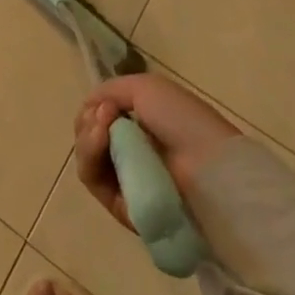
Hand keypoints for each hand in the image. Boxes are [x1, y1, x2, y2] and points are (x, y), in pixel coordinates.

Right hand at [74, 73, 239, 230]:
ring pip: (86, 157)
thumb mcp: (146, 88)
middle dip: (88, 122)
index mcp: (139, 125)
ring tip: (101, 129)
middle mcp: (130, 152)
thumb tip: (90, 107)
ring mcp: (125, 180)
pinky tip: (100, 140)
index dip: (94, 108)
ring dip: (86, 137)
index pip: (99, 118)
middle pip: (88, 136)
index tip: (106, 104)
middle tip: (104, 115)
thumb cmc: (182, 121)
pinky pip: (92, 180)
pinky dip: (89, 157)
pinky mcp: (122, 207)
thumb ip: (110, 90)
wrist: (208, 166)